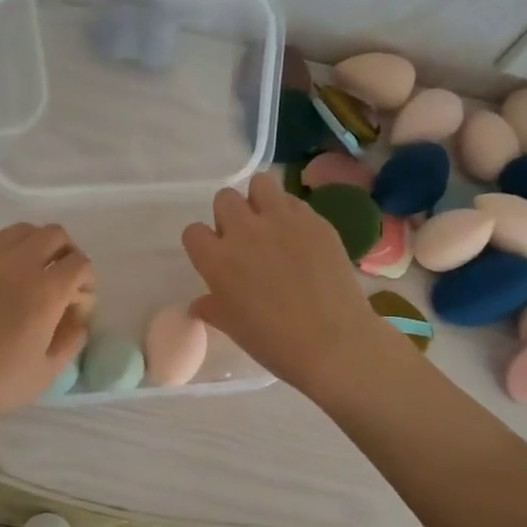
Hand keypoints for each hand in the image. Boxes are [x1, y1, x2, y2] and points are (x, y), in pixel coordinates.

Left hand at [0, 224, 92, 438]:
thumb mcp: (45, 374)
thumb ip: (71, 340)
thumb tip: (77, 319)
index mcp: (44, 292)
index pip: (80, 264)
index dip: (86, 283)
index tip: (76, 306)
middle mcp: (15, 263)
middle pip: (54, 235)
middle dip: (65, 255)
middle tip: (58, 283)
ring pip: (20, 231)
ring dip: (34, 247)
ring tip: (26, 278)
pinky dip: (3, 253)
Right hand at [182, 173, 402, 400]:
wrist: (333, 342)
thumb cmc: (274, 342)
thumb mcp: (232, 327)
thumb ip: (212, 308)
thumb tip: (200, 304)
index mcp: (216, 259)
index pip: (193, 232)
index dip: (203, 244)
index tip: (216, 257)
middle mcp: (243, 230)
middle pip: (225, 199)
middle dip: (230, 215)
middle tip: (245, 240)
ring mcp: (281, 220)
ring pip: (260, 184)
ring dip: (259, 200)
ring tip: (270, 225)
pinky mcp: (314, 220)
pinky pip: (294, 201)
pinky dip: (291, 213)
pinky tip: (301, 238)